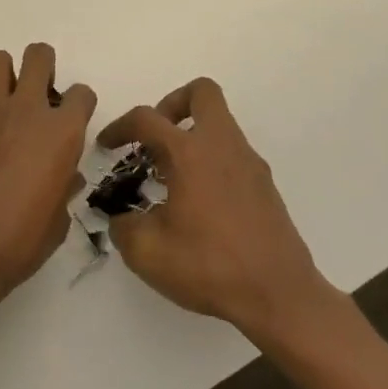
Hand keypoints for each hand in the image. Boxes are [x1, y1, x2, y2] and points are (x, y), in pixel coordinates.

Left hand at [0, 43, 96, 304]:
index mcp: (61, 132)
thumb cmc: (20, 240)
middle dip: (44, 67)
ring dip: (7, 74)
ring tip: (9, 103)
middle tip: (41, 97)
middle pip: (39, 56)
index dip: (80, 105)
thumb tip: (64, 176)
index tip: (73, 122)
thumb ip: (64, 186)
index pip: (81, 93)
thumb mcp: (58, 219)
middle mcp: (27, 111)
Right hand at [100, 78, 336, 340]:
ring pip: (219, 124)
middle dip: (172, 104)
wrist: (280, 296)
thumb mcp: (148, 253)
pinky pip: (232, 154)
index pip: (146, 119)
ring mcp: (249, 163)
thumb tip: (122, 219)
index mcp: (190, 153)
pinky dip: (211, 161)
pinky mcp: (265, 185)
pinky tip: (198, 201)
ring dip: (192, 136)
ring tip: (171, 176)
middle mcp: (222, 146)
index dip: (120, 127)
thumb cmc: (210, 266)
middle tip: (155, 138)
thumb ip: (123, 228)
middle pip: (202, 93)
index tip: (107, 145)